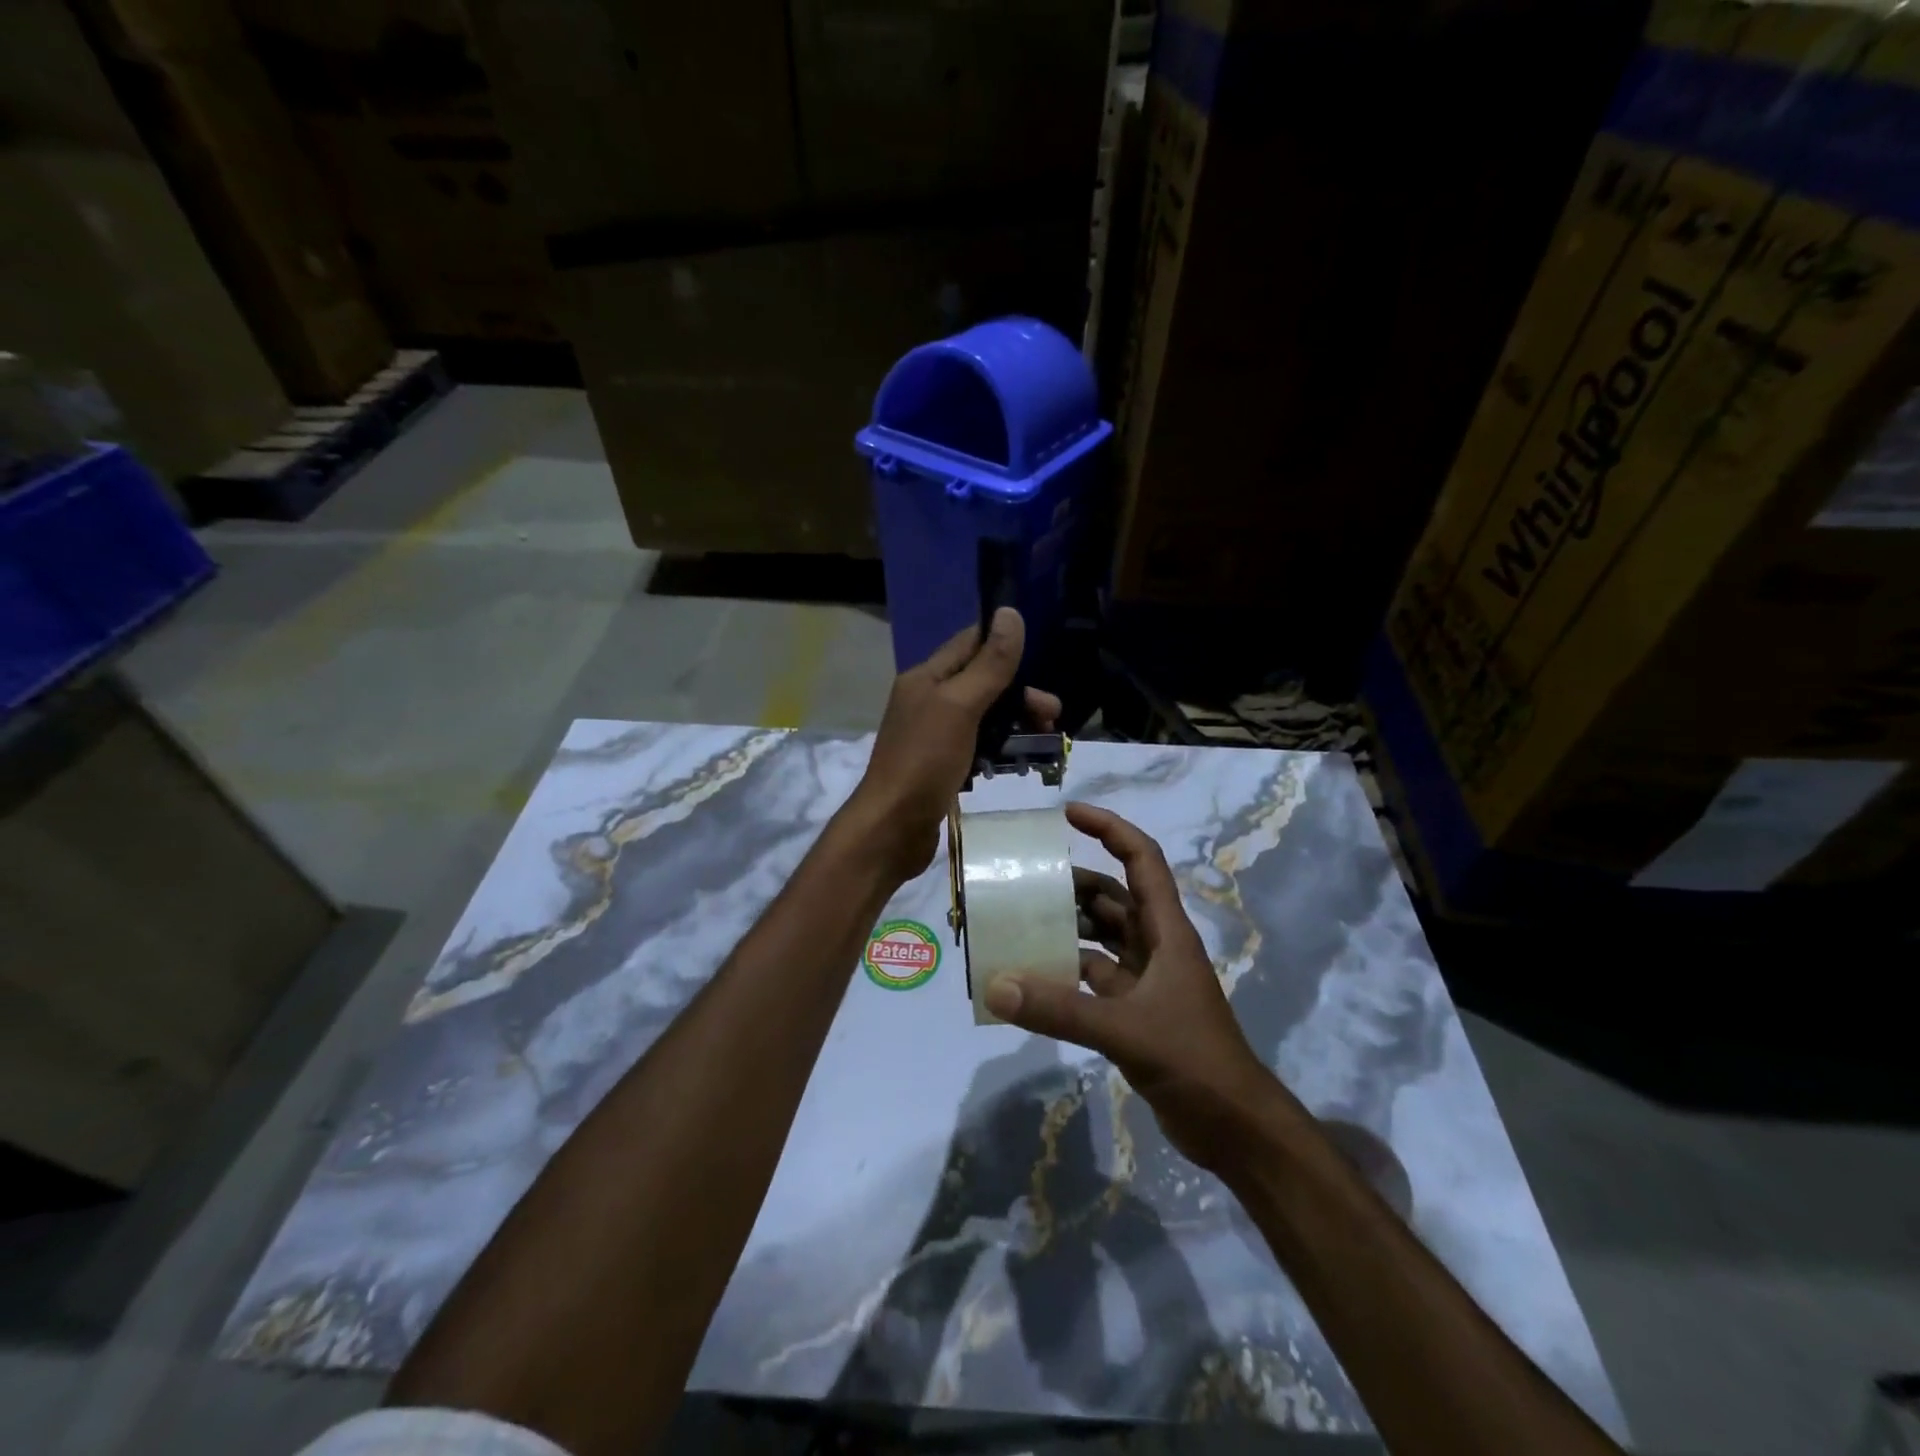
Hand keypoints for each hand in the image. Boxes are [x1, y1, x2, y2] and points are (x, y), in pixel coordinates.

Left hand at [844, 607, 1060, 880]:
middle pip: (981, 682)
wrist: (892, 829)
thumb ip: (989, 665)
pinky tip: (1018, 763)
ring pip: (983, 716)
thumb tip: (1011, 614)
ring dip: (1014, 722)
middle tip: (1052, 714)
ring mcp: (933, 735)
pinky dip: (999, 749)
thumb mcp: (960, 706)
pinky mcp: (941, 766)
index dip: (1003, 642)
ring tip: (1045, 740)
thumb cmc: (924, 761)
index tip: (1040, 654)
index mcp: (926, 678)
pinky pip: (977, 746)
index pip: (969, 643)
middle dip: (1019, 693)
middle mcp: (928, 700)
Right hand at [984, 803, 1290, 1172]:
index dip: (1109, 830)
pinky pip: (1094, 977)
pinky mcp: (1136, 1012)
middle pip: (1114, 897)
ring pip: (1102, 937)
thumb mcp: (1126, 1030)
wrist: (1235, 1129)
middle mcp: (1157, 947)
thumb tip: (996, 985)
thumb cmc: (1194, 1061)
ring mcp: (1147, 981)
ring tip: (1021, 920)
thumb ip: (1061, 1009)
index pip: (1141, 861)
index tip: (1068, 814)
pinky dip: (1067, 971)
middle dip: (1074, 882)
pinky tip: (1034, 976)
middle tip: (1025, 878)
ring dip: (1068, 926)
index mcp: (1167, 932)